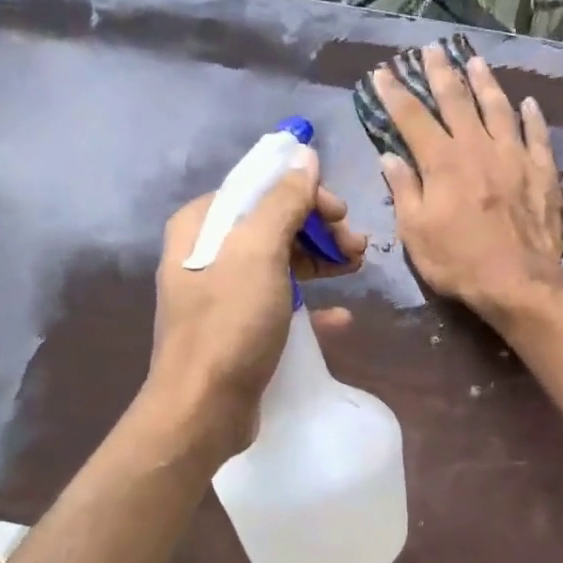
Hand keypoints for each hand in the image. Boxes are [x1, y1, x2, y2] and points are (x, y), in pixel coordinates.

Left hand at [145, 148, 363, 459]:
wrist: (203, 408)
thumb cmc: (230, 324)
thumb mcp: (259, 253)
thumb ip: (282, 200)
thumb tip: (303, 154)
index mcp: (203, 224)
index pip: (260, 188)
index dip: (305, 194)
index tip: (341, 214)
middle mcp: (209, 252)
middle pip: (274, 223)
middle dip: (320, 230)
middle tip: (358, 247)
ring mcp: (223, 292)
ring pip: (281, 262)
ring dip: (322, 261)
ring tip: (358, 268)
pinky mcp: (239, 327)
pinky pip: (281, 301)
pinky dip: (311, 302)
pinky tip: (340, 316)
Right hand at [372, 42, 562, 318]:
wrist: (518, 281)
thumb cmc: (458, 262)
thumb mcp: (415, 233)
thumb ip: (404, 190)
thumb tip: (390, 157)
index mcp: (441, 161)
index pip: (412, 117)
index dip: (395, 93)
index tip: (383, 72)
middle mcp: (477, 147)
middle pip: (456, 100)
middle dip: (440, 72)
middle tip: (431, 50)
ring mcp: (514, 155)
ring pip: (498, 107)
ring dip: (485, 82)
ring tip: (476, 62)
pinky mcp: (542, 170)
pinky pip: (537, 134)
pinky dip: (532, 116)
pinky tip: (528, 103)